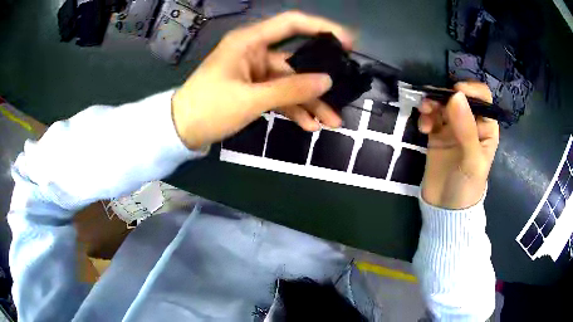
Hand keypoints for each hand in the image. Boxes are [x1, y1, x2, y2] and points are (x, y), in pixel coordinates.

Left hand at [172, 11, 352, 149]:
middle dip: (319, 81)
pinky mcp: (253, 89)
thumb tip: (327, 82)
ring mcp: (255, 72)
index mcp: (249, 42)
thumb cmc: (208, 108)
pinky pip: (279, 96)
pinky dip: (293, 109)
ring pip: (290, 83)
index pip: (291, 24)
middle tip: (343, 94)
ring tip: (331, 121)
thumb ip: (290, 90)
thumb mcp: (250, 99)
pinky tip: (309, 125)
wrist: (181, 131)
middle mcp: (255, 52)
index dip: (321, 28)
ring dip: (309, 102)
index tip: (347, 42)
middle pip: (295, 61)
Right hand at [419, 82, 499, 208]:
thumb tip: (455, 95)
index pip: (482, 98)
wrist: (445, 208)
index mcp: (486, 127)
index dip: (471, 90)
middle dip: (445, 95)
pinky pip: (431, 117)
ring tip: (424, 113)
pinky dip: (425, 117)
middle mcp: (470, 123)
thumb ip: (466, 128)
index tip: (455, 93)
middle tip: (432, 103)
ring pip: (443, 104)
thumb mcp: (472, 160)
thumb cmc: (467, 186)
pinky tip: (423, 128)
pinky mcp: (437, 134)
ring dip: (432, 104)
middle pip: (459, 97)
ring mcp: (453, 128)